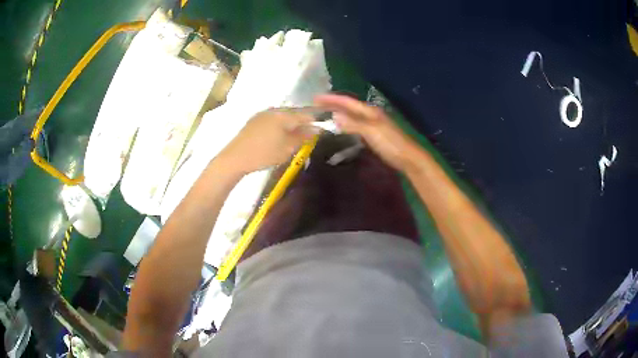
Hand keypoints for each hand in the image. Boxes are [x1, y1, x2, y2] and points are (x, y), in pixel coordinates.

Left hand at [218, 109, 314, 173]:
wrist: (235, 158)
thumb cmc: (264, 154)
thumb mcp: (287, 148)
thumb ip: (303, 137)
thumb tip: (317, 129)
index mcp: (285, 115)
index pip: (306, 114)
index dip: (316, 122)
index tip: (321, 132)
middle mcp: (274, 110)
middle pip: (295, 113)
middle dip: (303, 123)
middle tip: (307, 137)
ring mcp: (263, 114)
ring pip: (283, 116)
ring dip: (291, 124)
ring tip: (293, 138)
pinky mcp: (254, 120)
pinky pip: (273, 118)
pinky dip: (279, 125)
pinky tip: (278, 136)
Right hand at [314, 94, 419, 171]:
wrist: (408, 158)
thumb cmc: (391, 143)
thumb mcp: (371, 131)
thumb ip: (352, 123)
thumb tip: (333, 115)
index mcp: (369, 111)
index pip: (347, 101)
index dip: (331, 99)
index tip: (315, 98)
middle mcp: (370, 114)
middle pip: (348, 106)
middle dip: (333, 104)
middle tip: (316, 105)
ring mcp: (373, 124)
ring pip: (351, 115)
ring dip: (338, 113)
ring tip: (324, 114)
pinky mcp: (373, 134)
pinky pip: (355, 125)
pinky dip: (345, 124)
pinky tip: (340, 128)